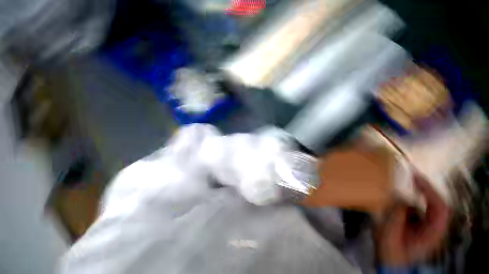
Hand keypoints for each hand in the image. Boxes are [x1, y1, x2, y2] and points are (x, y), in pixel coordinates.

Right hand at [376, 174, 450, 265]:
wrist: (389, 265)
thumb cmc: (390, 252)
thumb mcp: (389, 234)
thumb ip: (396, 215)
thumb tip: (398, 196)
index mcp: (432, 233)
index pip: (439, 208)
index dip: (430, 190)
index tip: (415, 177)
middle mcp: (434, 229)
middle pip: (436, 205)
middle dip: (424, 190)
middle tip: (409, 177)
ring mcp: (426, 227)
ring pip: (424, 207)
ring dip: (412, 197)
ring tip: (396, 193)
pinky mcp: (418, 226)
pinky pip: (415, 210)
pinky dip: (406, 204)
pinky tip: (394, 204)